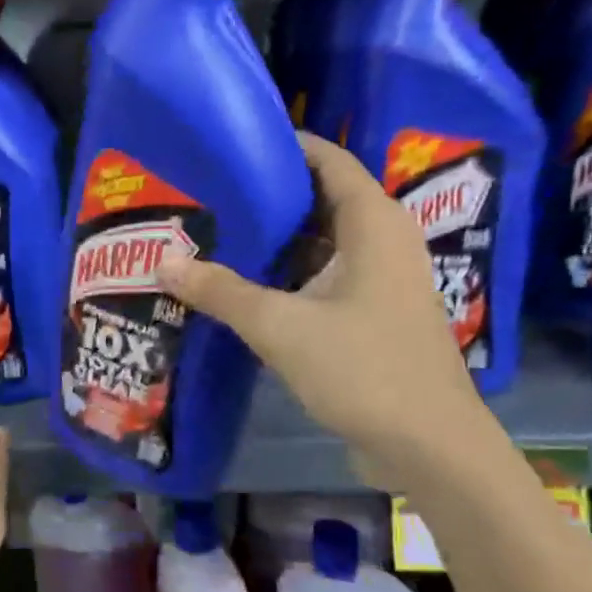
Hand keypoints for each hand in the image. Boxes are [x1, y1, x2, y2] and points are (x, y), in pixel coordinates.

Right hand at [156, 133, 497, 480]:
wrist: (429, 448)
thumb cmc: (365, 370)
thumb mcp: (281, 326)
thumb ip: (220, 291)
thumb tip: (162, 261)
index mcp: (373, 224)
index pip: (328, 160)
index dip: (284, 145)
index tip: (231, 143)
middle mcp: (381, 241)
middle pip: (320, 198)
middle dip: (267, 193)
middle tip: (209, 190)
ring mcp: (379, 280)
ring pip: (319, 241)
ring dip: (273, 237)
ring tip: (215, 231)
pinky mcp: (372, 313)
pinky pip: (322, 274)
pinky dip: (286, 272)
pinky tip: (242, 283)